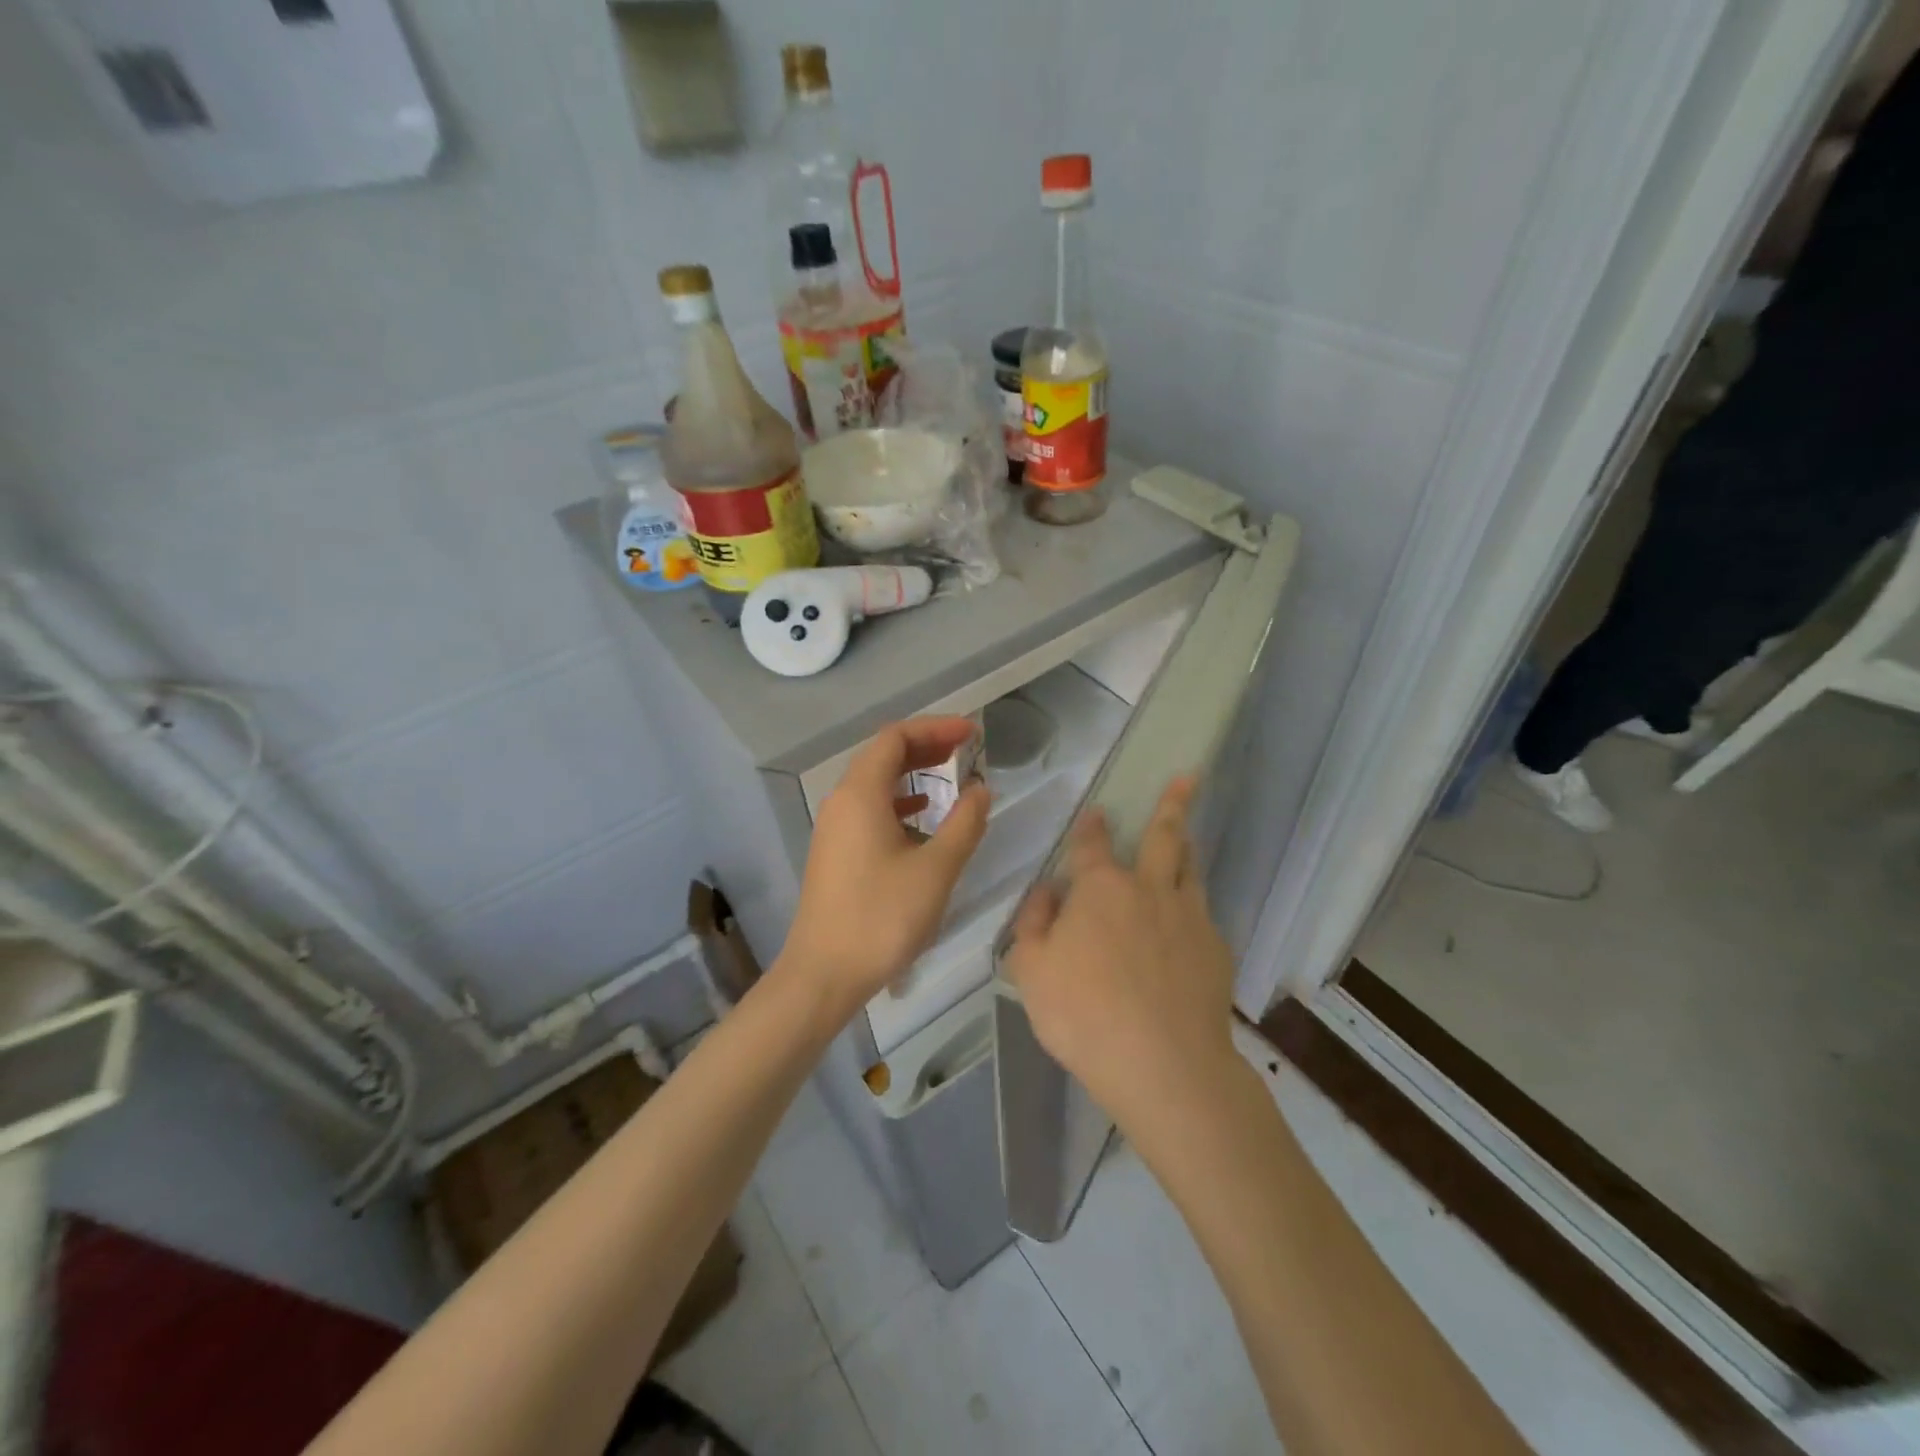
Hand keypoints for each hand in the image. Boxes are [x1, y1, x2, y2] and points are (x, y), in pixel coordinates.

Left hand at [780, 717, 990, 1017]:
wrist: (824, 974)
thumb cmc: (882, 918)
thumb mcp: (936, 870)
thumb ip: (965, 823)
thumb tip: (980, 789)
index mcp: (860, 794)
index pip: (896, 738)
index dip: (936, 728)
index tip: (972, 734)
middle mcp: (841, 801)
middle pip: (883, 755)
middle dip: (925, 745)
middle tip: (966, 749)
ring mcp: (834, 827)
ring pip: (875, 783)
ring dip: (912, 773)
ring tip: (950, 775)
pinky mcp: (835, 851)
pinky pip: (868, 808)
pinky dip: (898, 801)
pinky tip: (921, 817)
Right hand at [1005, 778, 1237, 1140]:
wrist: (1164, 1065)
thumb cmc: (1083, 1014)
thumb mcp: (1031, 969)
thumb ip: (1033, 923)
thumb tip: (1047, 891)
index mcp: (1101, 889)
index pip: (1093, 845)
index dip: (1092, 827)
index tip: (1097, 811)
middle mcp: (1149, 890)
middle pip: (1164, 837)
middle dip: (1172, 804)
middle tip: (1189, 776)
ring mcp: (1189, 918)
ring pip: (1191, 869)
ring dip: (1188, 846)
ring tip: (1190, 833)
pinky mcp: (1216, 950)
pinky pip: (1203, 914)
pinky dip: (1194, 906)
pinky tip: (1190, 922)